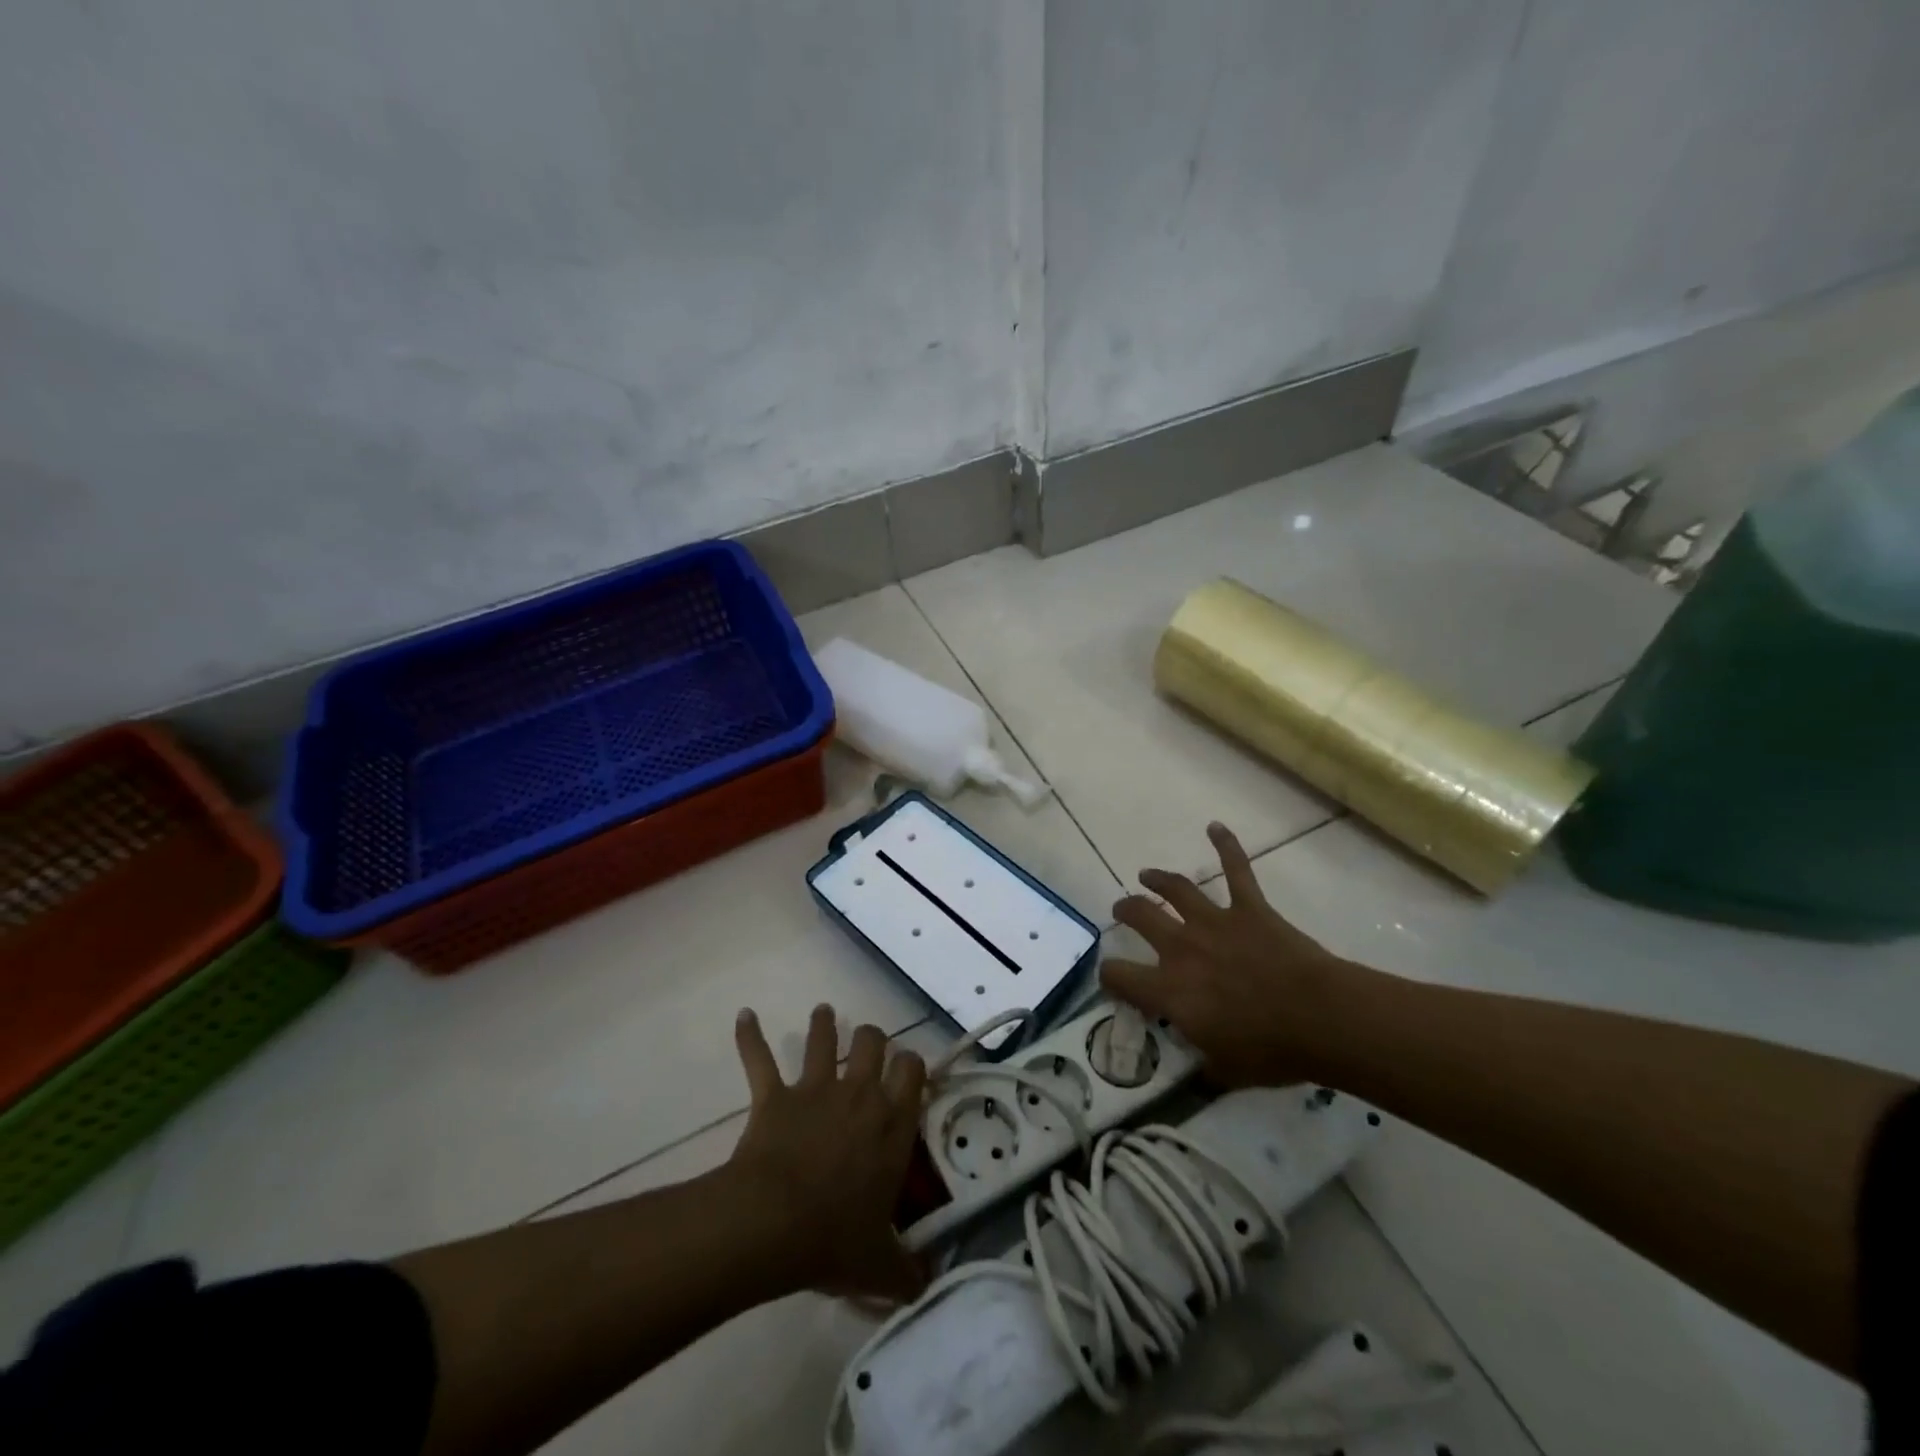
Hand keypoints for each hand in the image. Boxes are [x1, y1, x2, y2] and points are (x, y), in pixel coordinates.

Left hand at [727, 1005, 927, 1302]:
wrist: (771, 1224)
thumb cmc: (833, 1239)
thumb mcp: (880, 1266)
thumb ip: (907, 1272)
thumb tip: (926, 1285)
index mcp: (891, 1123)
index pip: (912, 1071)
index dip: (912, 1064)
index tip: (908, 1070)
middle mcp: (858, 1094)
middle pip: (872, 1042)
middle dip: (873, 1038)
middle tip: (870, 1044)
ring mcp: (814, 1089)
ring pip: (823, 1039)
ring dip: (823, 1024)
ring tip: (824, 1012)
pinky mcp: (774, 1096)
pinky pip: (759, 1057)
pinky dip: (750, 1036)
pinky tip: (744, 1016)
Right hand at [1101, 822, 1355, 1086]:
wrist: (1320, 1017)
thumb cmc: (1271, 1051)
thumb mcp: (1225, 1070)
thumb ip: (1203, 1065)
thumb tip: (1197, 1073)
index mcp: (1170, 990)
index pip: (1119, 977)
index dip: (1109, 976)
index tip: (1112, 978)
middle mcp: (1181, 948)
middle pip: (1140, 916)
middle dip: (1126, 910)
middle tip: (1123, 909)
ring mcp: (1214, 922)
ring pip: (1176, 889)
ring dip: (1158, 879)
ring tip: (1147, 875)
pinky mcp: (1249, 908)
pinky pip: (1237, 869)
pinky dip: (1226, 846)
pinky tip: (1216, 827)